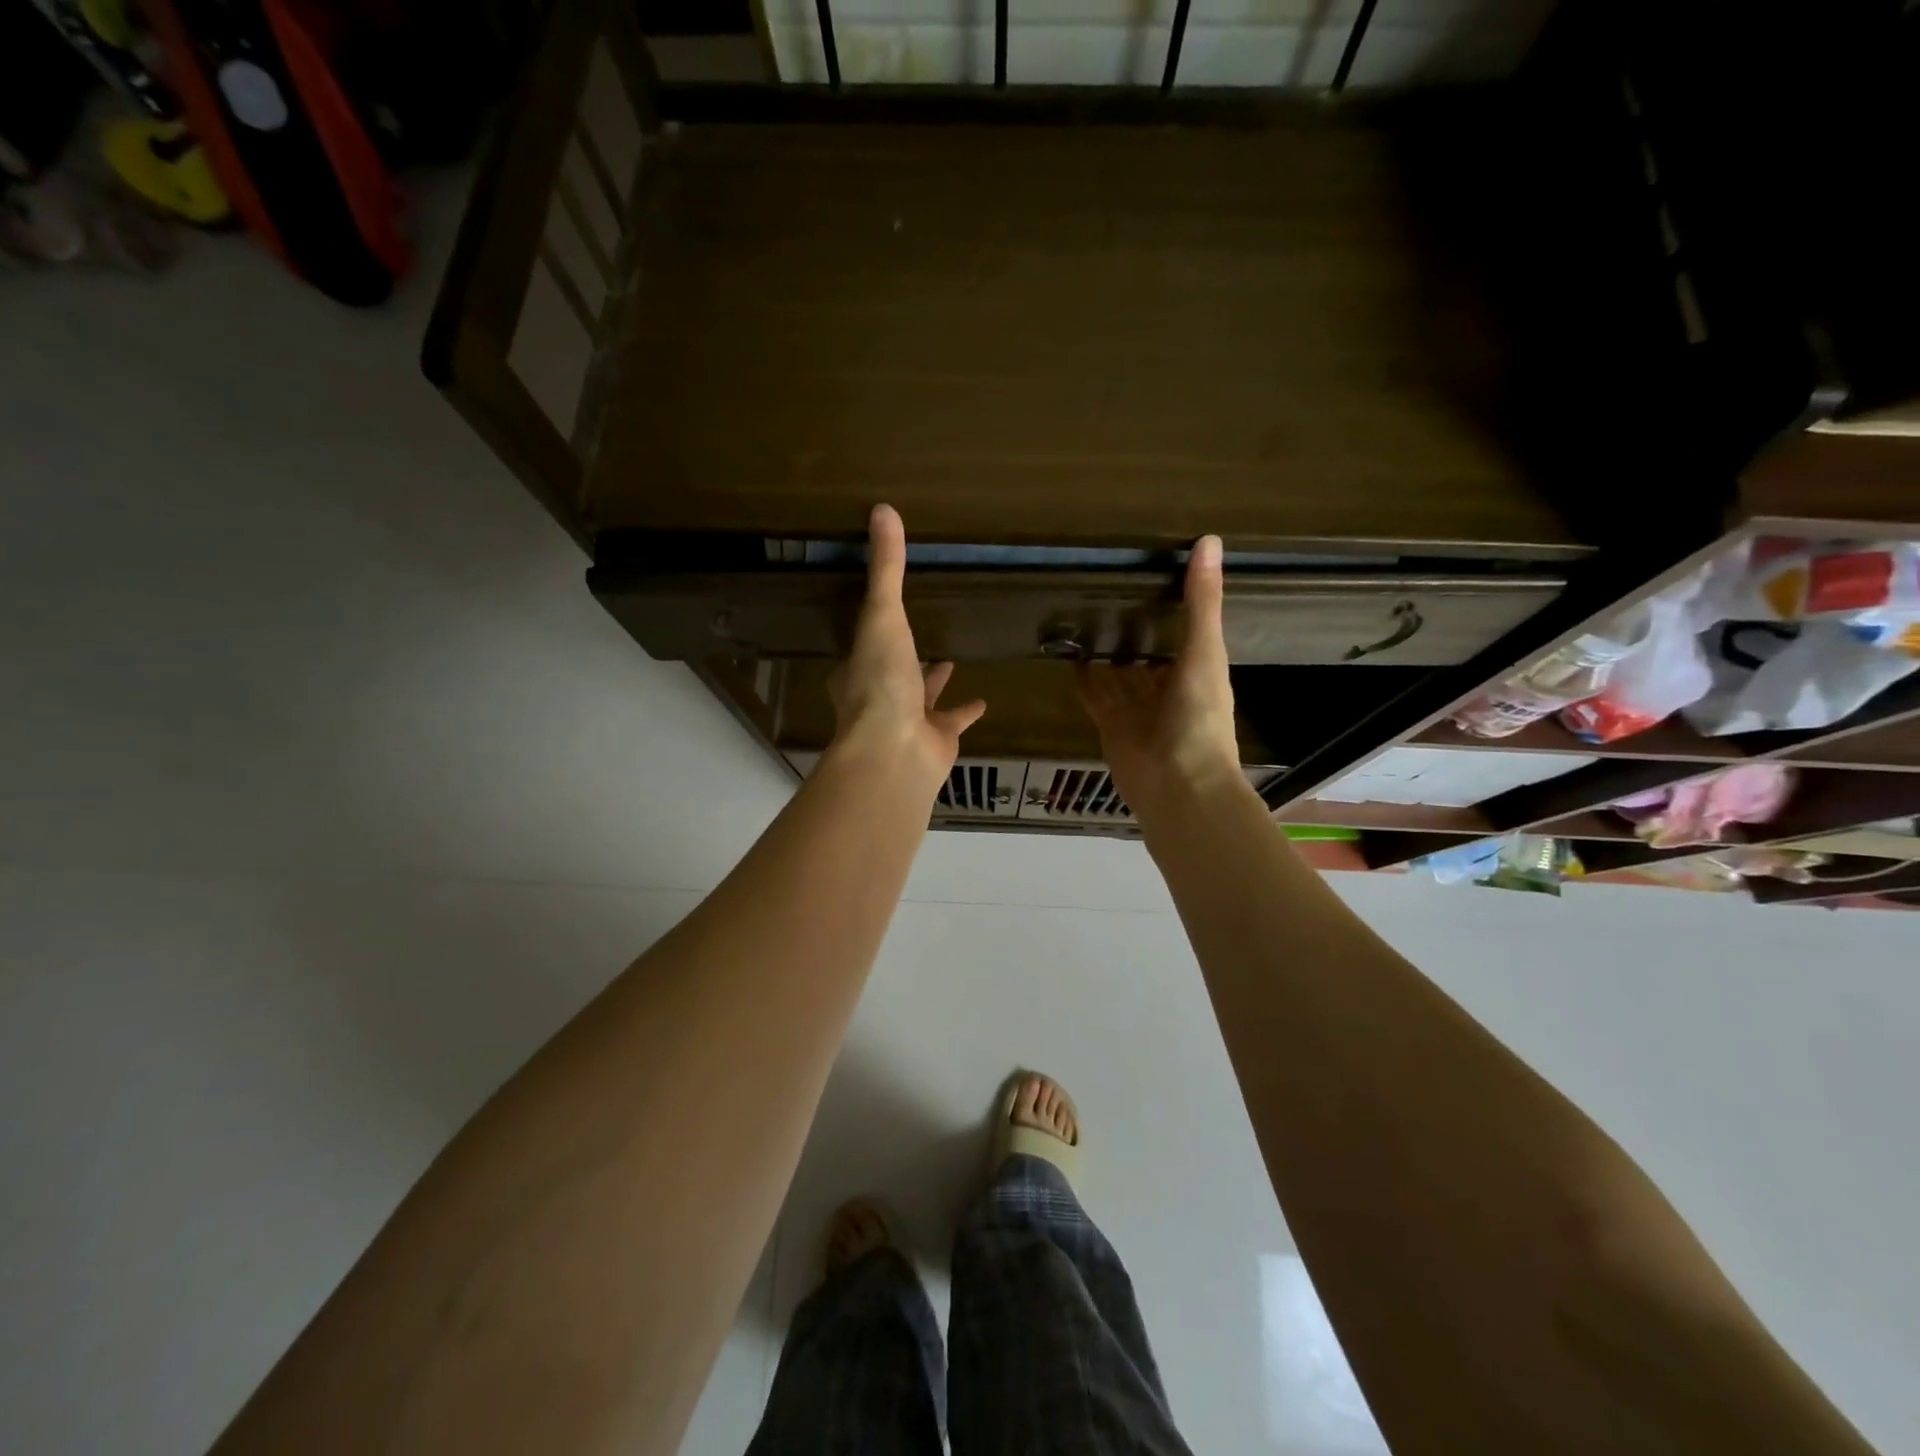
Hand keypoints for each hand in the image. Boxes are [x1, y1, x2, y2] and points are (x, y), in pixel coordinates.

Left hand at [827, 505, 985, 787]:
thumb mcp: (883, 615)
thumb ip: (887, 569)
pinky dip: (966, 711)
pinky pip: (953, 720)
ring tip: (950, 659)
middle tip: (919, 634)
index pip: (862, 645)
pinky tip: (983, 700)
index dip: (871, 630)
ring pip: (921, 697)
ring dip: (934, 681)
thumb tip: (882, 509)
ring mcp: (907, 721)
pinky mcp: (936, 740)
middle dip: (904, 655)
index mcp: (857, 669)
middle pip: (892, 670)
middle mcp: (878, 696)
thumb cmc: (880, 682)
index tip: (881, 613)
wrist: (895, 750)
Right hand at [1076, 536, 1242, 816]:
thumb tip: (1210, 540)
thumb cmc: (1200, 718)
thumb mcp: (1205, 652)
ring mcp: (1137, 709)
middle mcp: (1168, 689)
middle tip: (1109, 592)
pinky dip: (1082, 677)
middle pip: (1148, 655)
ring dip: (1105, 652)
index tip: (1154, 575)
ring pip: (1118, 674)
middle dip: (1134, 631)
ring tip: (1084, 615)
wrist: (1178, 786)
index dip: (1173, 608)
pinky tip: (1068, 653)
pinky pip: (1094, 695)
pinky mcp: (1110, 724)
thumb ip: (1202, 602)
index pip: (1186, 633)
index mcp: (1198, 672)